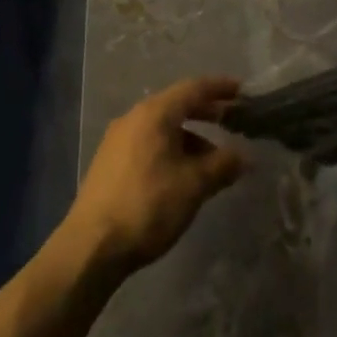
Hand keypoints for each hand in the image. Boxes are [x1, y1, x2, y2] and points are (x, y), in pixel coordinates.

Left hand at [64, 77, 245, 275]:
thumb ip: (222, 165)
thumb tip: (245, 157)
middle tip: (232, 121)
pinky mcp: (109, 163)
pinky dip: (171, 149)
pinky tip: (182, 175)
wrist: (90, 248)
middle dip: (206, 112)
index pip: (194, 88)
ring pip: (162, 127)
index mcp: (155, 113)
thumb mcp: (193, 186)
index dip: (220, 87)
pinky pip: (148, 143)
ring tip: (211, 160)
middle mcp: (134, 117)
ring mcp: (118, 140)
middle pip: (177, 105)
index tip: (242, 91)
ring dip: (190, 137)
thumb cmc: (147, 206)